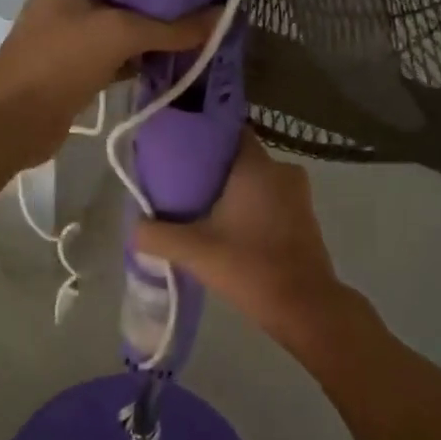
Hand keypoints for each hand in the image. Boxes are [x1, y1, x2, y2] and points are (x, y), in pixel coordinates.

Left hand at [0, 0, 216, 164]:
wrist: (13, 119)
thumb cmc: (60, 59)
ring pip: (130, 23)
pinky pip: (125, 52)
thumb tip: (223, 15)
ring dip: (161, 29)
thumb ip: (172, 27)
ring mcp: (78, 30)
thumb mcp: (120, 34)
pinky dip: (148, 55)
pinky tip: (181, 54)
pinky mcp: (85, 63)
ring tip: (206, 20)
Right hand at [134, 133, 378, 359]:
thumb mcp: (195, 251)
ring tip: (202, 208)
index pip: (231, 131)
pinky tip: (230, 228)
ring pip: (257, 180)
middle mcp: (282, 170)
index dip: (205, 137)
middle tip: (183, 184)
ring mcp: (298, 194)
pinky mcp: (305, 217)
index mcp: (257, 166)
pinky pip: (271, 199)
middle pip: (240, 158)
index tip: (181, 150)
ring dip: (234, 191)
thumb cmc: (250, 267)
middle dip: (214, 169)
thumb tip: (135, 227)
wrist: (305, 308)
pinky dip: (252, 207)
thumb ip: (158, 235)